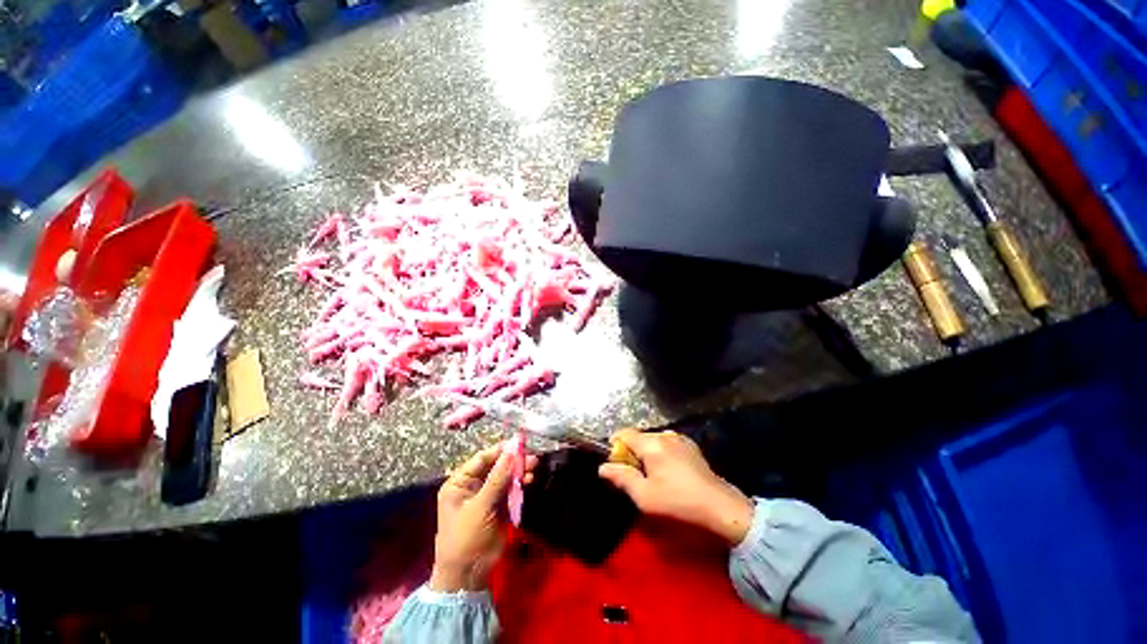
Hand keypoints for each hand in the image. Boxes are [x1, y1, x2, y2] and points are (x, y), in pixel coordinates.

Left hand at [429, 442, 536, 591]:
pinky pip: (511, 490)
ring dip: (519, 472)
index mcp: (460, 483)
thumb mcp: (480, 507)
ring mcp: (487, 496)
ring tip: (533, 467)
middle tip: (531, 457)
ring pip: (506, 477)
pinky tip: (530, 479)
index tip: (518, 444)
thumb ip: (497, 479)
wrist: (468, 575)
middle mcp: (473, 486)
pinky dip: (520, 484)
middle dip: (513, 461)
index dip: (500, 450)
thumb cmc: (465, 538)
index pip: (482, 459)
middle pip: (496, 466)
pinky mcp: (499, 507)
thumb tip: (511, 452)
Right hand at [599, 430, 754, 544]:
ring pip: (652, 440)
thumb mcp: (644, 496)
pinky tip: (670, 473)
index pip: (624, 434)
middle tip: (636, 476)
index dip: (615, 447)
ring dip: (647, 453)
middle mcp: (664, 435)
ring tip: (654, 476)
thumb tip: (603, 467)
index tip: (618, 465)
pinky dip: (661, 453)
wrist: (719, 506)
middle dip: (632, 453)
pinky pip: (667, 443)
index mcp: (651, 444)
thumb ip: (622, 478)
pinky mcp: (690, 445)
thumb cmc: (678, 502)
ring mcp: (679, 438)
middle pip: (638, 437)